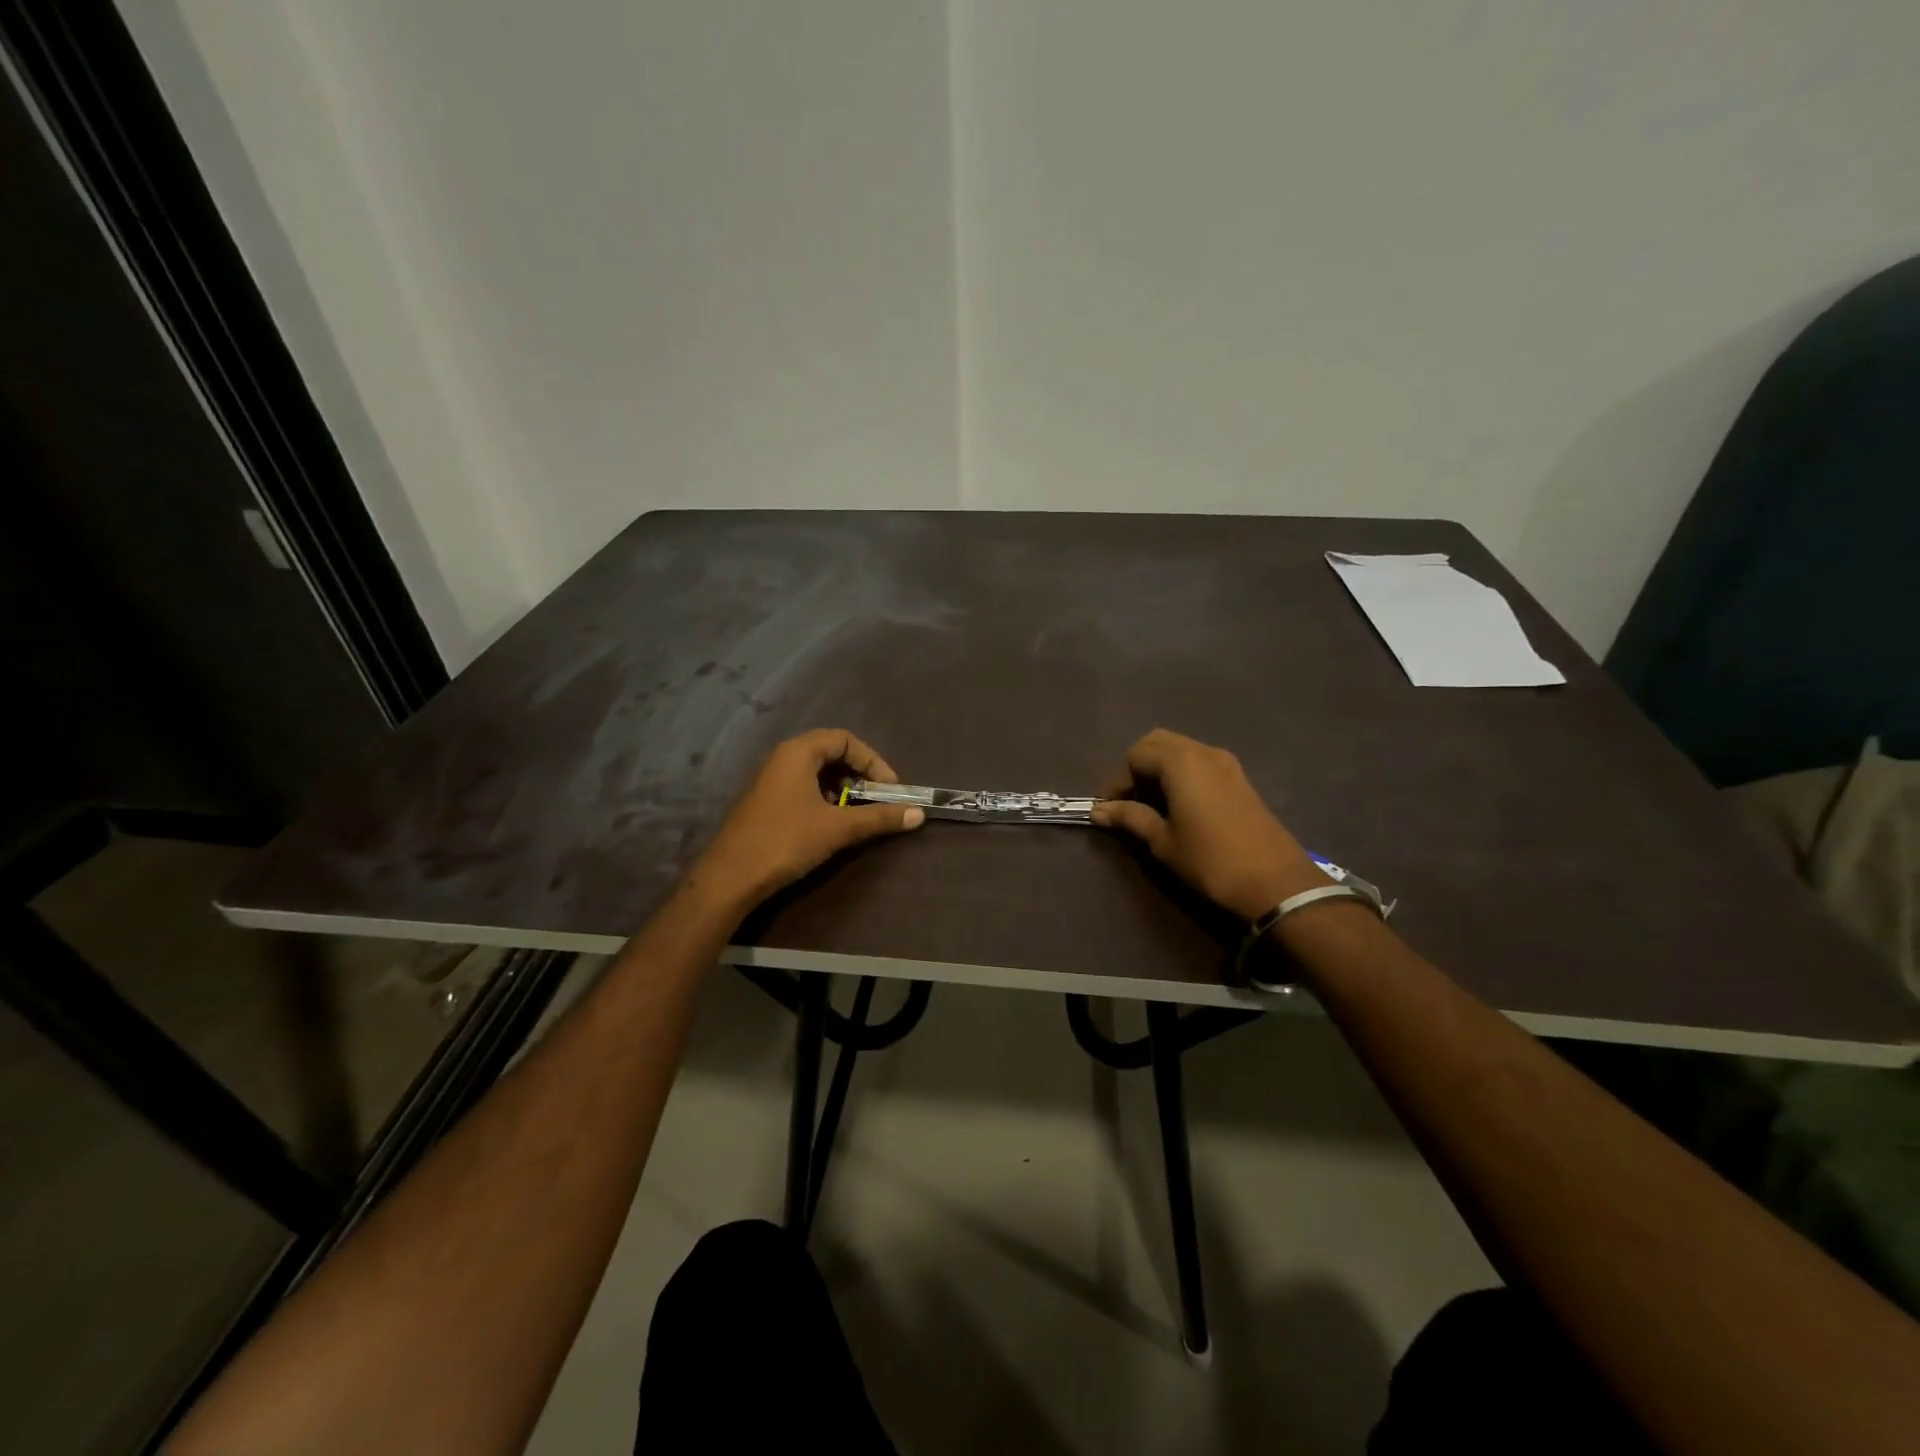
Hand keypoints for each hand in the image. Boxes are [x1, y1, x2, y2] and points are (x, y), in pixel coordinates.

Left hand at [690, 729, 923, 906]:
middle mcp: (782, 759)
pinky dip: (824, 799)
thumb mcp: (838, 828)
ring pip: (816, 773)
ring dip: (842, 789)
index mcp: (797, 753)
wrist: (730, 878)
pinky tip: (831, 825)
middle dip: (859, 774)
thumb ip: (879, 817)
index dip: (872, 760)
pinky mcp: (766, 803)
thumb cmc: (786, 841)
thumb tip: (919, 814)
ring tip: (857, 814)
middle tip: (877, 799)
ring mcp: (770, 781)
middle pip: (830, 753)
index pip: (844, 739)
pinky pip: (802, 789)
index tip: (889, 788)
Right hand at [1091, 728, 1324, 921]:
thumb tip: (1098, 811)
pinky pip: (1199, 761)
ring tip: (1153, 805)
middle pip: (1157, 742)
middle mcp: (1203, 751)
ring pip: (1180, 749)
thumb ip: (1130, 818)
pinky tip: (1180, 806)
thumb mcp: (1163, 841)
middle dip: (1138, 768)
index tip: (1112, 810)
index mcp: (1180, 762)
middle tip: (1132, 802)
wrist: (1276, 882)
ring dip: (1160, 769)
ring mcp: (1225, 762)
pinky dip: (1181, 774)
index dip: (1119, 781)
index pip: (1135, 755)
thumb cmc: (1211, 860)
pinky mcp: (1239, 777)